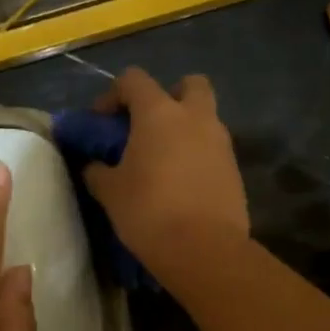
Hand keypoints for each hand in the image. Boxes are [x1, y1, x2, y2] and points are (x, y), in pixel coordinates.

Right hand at [83, 68, 249, 283]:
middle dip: (170, 95)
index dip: (113, 94)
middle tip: (150, 125)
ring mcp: (221, 143)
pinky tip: (182, 185)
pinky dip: (198, 157)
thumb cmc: (149, 212)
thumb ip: (98, 172)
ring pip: (206, 118)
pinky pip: (214, 151)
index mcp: (160, 113)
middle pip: (190, 84)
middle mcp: (196, 118)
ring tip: (164, 161)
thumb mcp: (110, 192)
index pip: (134, 80)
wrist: (204, 250)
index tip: (102, 121)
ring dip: (186, 129)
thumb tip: (94, 166)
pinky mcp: (235, 171)